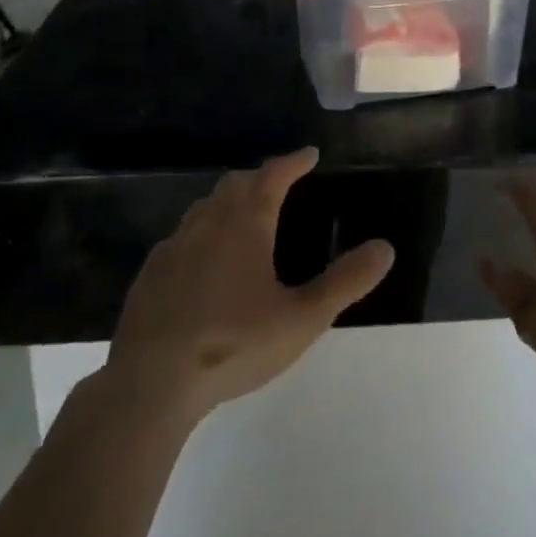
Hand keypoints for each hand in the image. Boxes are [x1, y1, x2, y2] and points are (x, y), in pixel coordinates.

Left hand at [108, 148, 393, 421]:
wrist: (151, 382)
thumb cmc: (234, 343)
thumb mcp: (302, 318)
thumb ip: (345, 282)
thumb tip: (385, 247)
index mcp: (246, 224)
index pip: (273, 176)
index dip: (293, 162)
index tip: (309, 154)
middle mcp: (209, 223)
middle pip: (235, 184)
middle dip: (259, 178)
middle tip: (278, 183)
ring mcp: (174, 247)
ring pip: (204, 207)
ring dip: (227, 201)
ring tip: (242, 215)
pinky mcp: (151, 274)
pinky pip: (180, 237)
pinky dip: (200, 233)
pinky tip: (201, 260)